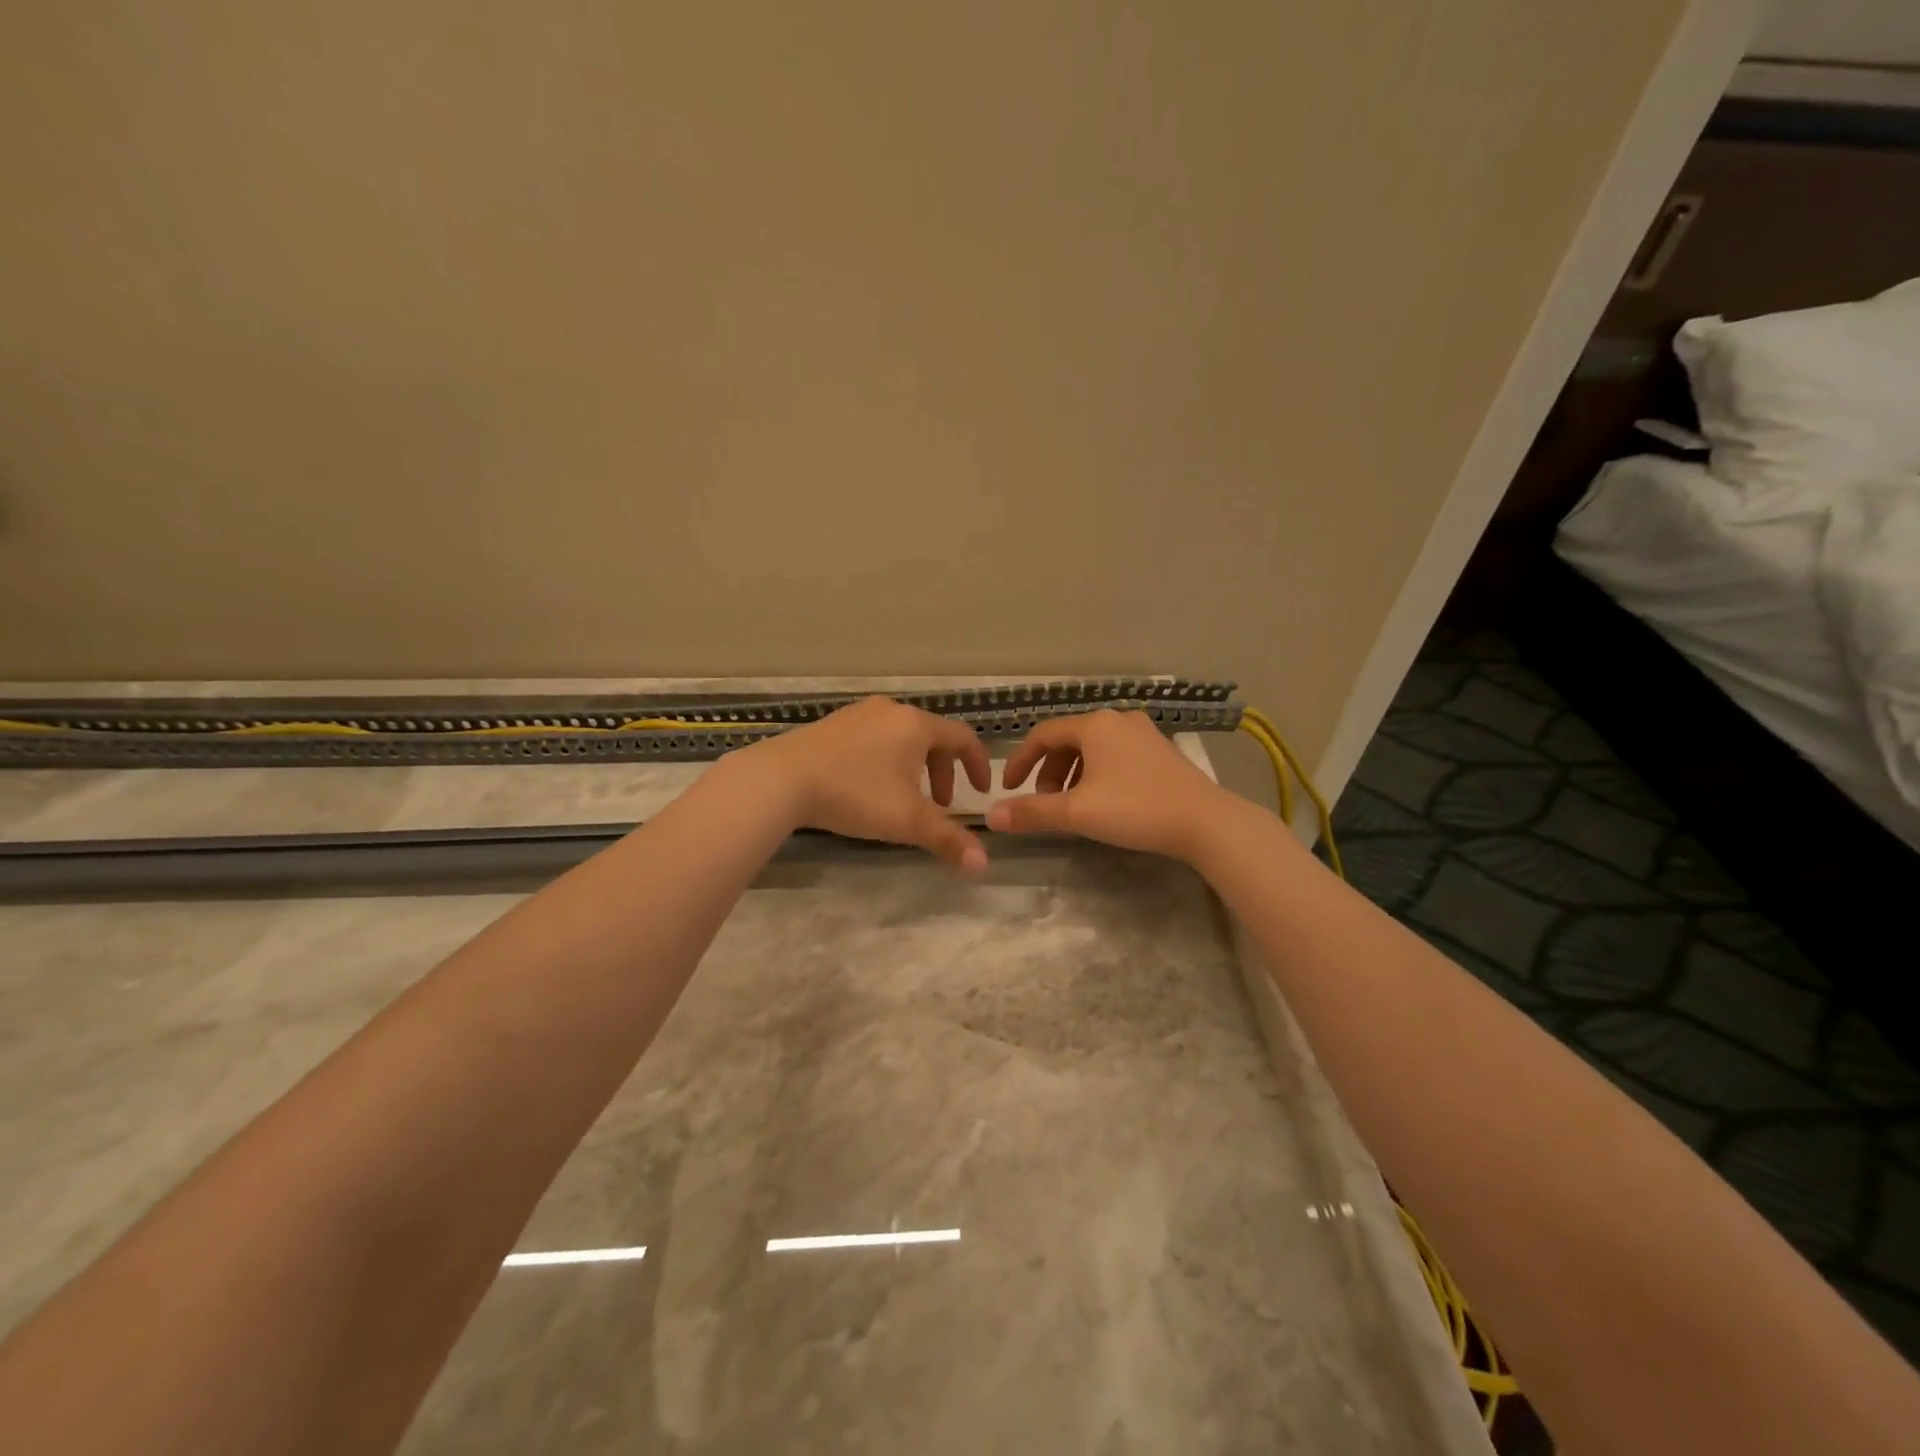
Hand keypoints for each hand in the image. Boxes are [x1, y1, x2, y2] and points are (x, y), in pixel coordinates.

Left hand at [744, 696, 992, 871]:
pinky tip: (867, 785)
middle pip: (932, 737)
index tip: (980, 791)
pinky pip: (874, 737)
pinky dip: (886, 759)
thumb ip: (948, 839)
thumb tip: (983, 864)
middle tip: (939, 806)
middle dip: (943, 772)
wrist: (782, 779)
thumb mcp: (907, 821)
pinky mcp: (833, 724)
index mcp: (916, 725)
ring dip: (914, 767)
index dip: (978, 765)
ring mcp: (859, 713)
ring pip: (901, 737)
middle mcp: (891, 710)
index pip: (963, 738)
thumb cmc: (855, 794)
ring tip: (903, 798)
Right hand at [987, 710, 1230, 860]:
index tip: (1009, 789)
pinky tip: (1104, 802)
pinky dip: (1098, 774)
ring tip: (1072, 806)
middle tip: (1045, 803)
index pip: (1043, 734)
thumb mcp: (1077, 812)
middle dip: (1049, 772)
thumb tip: (991, 816)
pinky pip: (1116, 755)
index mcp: (1094, 725)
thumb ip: (1032, 812)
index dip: (1020, 761)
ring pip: (1093, 749)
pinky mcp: (1162, 752)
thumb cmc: (1135, 809)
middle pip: (1068, 741)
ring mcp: (1144, 734)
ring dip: (1073, 775)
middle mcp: (1118, 720)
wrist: (1205, 822)